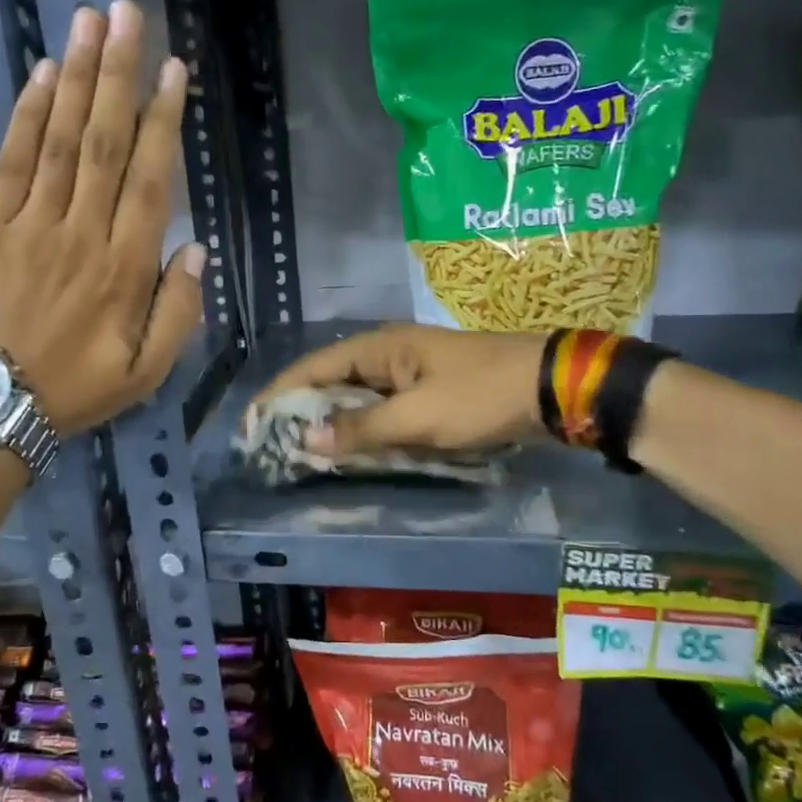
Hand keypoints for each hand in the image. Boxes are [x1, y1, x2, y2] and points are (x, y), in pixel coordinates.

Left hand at [0, 0, 203, 433]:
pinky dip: (28, 117)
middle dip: (119, 75)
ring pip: (60, 141)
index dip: (163, 122)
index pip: (150, 182)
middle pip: (104, 144)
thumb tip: (197, 251)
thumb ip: (178, 313)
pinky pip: (13, 163)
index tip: (175, 71)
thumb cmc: (78, 390)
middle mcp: (81, 235)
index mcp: (124, 270)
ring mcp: (32, 226)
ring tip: (90, 23)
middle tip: (129, 15)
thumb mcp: (147, 372)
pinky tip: (42, 77)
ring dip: (76, 79)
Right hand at [255, 323, 546, 455]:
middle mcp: (387, 355)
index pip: (313, 368)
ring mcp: (408, 374)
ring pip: (355, 399)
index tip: (251, 424)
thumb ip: (362, 429)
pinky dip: (362, 430)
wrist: (549, 389)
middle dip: (301, 413)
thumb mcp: (419, 417)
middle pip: (330, 382)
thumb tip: (306, 442)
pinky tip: (349, 451)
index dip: (280, 395)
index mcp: (379, 347)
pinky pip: (381, 411)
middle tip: (271, 447)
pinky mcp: (426, 393)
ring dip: (331, 424)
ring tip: (300, 454)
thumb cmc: (480, 396)